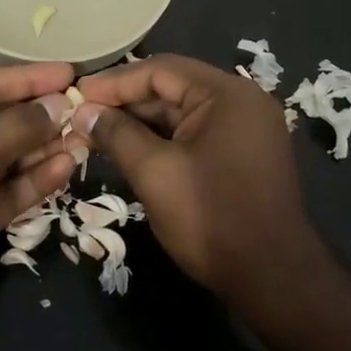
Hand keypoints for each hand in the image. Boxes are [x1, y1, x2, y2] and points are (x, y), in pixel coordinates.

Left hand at [0, 62, 81, 341]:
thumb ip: (18, 125)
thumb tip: (60, 104)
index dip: (26, 78)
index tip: (68, 72)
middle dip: (38, 116)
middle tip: (84, 109)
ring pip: (6, 156)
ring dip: (43, 148)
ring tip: (84, 138)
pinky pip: (7, 188)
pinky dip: (34, 179)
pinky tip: (66, 167)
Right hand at [74, 54, 328, 310]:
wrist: (273, 280)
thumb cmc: (212, 219)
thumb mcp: (155, 173)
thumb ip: (117, 134)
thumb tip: (83, 112)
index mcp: (227, 94)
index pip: (160, 70)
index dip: (115, 82)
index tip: (77, 96)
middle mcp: (241, 101)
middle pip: (172, 88)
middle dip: (125, 103)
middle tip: (82, 117)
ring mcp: (245, 128)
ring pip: (181, 112)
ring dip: (141, 122)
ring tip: (96, 134)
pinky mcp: (243, 154)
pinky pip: (195, 133)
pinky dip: (162, 139)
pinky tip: (130, 150)